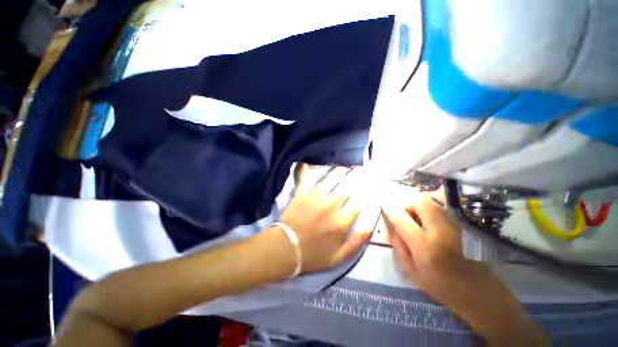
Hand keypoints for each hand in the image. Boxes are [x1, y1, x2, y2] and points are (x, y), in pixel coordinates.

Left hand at [279, 165, 371, 272]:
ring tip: (344, 166)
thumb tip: (371, 224)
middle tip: (360, 169)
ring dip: (339, 171)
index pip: (359, 202)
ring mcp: (315, 197)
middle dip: (356, 177)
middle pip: (347, 187)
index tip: (370, 186)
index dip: (366, 193)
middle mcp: (331, 205)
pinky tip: (305, 162)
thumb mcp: (340, 257)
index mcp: (341, 220)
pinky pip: (304, 179)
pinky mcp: (301, 194)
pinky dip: (304, 170)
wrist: (286, 250)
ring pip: (330, 179)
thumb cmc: (313, 255)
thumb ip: (358, 241)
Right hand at [381, 190, 472, 299]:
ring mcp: (455, 224)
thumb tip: (389, 220)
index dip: (389, 208)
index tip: (382, 202)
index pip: (402, 219)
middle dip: (406, 202)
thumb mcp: (408, 269)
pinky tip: (428, 215)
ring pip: (431, 198)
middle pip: (420, 201)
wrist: (473, 288)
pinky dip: (429, 204)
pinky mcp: (462, 221)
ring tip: (416, 214)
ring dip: (418, 202)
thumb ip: (396, 243)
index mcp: (425, 248)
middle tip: (404, 212)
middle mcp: (442, 232)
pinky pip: (441, 203)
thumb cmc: (437, 283)